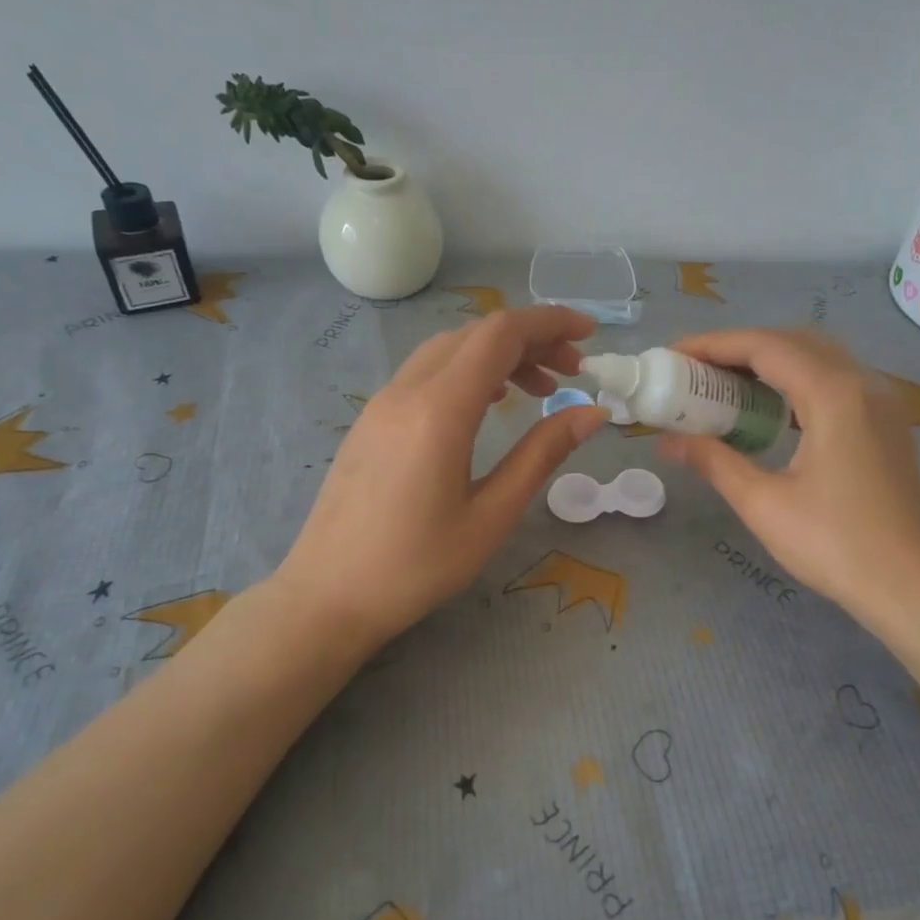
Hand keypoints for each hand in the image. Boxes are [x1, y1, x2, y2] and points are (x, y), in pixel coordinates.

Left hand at [275, 306, 605, 646]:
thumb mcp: (492, 515)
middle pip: (476, 335)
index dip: (550, 323)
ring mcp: (382, 402)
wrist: (327, 596)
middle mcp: (407, 391)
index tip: (590, 334)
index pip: (500, 335)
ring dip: (499, 355)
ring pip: (449, 350)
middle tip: (572, 372)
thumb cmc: (416, 566)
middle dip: (531, 339)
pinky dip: (468, 371)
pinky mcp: (371, 420)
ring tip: (538, 390)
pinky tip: (489, 404)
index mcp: (439, 410)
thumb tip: (593, 412)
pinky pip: (426, 372)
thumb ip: (542, 454)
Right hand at [659, 329, 919, 633]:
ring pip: (817, 357)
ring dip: (769, 362)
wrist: (914, 588)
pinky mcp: (886, 423)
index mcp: (833, 394)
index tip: (674, 355)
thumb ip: (714, 461)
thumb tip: (668, 441)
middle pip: (792, 342)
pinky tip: (770, 410)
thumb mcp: (764, 504)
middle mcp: (862, 383)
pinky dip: (795, 381)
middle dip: (739, 348)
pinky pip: (835, 380)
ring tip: (724, 386)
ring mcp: (881, 401)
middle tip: (695, 371)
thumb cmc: (836, 546)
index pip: (765, 346)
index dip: (714, 345)